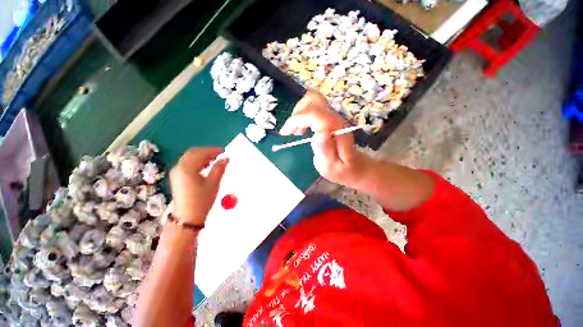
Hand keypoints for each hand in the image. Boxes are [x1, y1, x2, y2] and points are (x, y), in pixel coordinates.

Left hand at [169, 148, 228, 224]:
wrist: (188, 218)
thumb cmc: (202, 200)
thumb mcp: (213, 183)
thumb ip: (219, 168)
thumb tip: (226, 158)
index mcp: (186, 168)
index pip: (200, 153)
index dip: (213, 150)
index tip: (224, 150)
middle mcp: (179, 168)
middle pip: (193, 153)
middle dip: (207, 152)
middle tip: (220, 154)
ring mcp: (176, 173)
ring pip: (190, 158)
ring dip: (202, 156)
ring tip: (214, 159)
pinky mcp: (177, 178)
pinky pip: (187, 164)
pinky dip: (197, 162)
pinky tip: (205, 166)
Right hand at [280, 90, 371, 186]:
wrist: (355, 166)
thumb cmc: (342, 170)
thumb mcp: (331, 167)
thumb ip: (325, 150)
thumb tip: (319, 133)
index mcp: (335, 128)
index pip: (313, 113)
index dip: (295, 120)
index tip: (285, 134)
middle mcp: (335, 118)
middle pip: (313, 99)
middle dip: (297, 113)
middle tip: (292, 132)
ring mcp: (334, 116)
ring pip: (313, 99)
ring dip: (300, 112)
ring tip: (297, 130)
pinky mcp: (330, 118)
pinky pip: (314, 106)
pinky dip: (304, 114)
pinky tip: (303, 129)